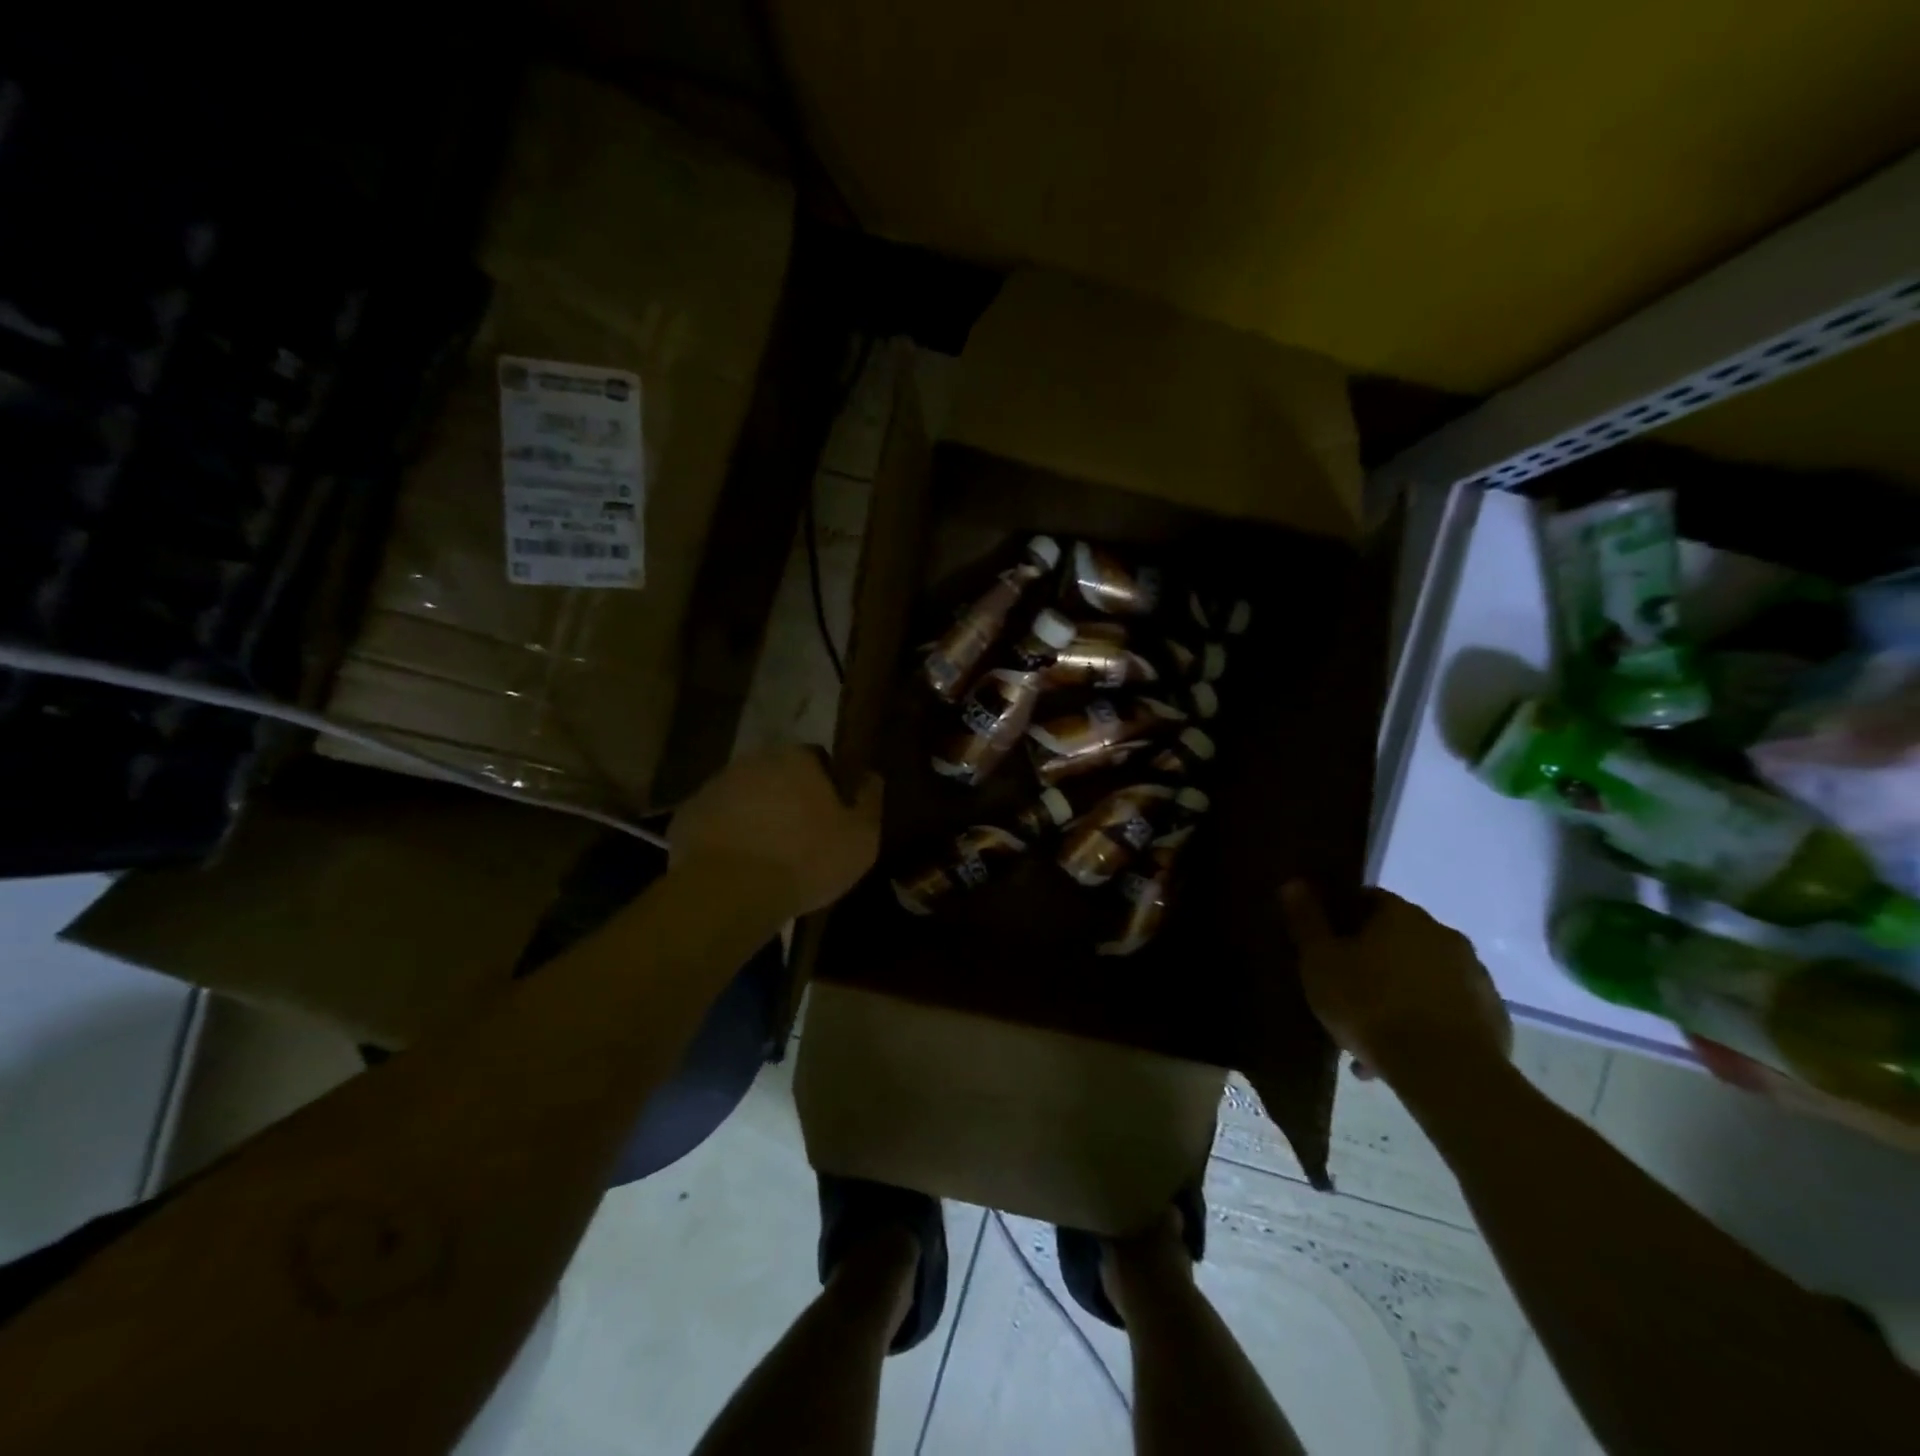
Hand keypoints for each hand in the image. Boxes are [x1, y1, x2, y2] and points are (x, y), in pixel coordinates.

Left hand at [671, 747, 882, 915]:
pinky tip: (735, 866)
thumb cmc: (806, 859)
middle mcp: (754, 761)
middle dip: (788, 797)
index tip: (830, 816)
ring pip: (744, 796)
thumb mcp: (861, 839)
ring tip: (765, 855)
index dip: (827, 786)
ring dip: (755, 815)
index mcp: (797, 758)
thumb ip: (870, 802)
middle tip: (799, 836)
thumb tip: (871, 777)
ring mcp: (715, 786)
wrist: (730, 892)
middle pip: (777, 775)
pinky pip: (715, 821)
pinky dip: (725, 836)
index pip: (818, 759)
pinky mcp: (686, 816)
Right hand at [1281, 883, 1510, 1084]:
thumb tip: (1294, 883)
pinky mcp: (1493, 1017)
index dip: (1344, 917)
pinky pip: (1448, 1010)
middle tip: (1344, 992)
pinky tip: (1402, 1053)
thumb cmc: (1370, 1005)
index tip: (1326, 943)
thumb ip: (1307, 921)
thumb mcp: (1320, 962)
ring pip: (1423, 977)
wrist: (1446, 1072)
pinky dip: (1425, 1022)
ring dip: (1398, 995)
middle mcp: (1443, 935)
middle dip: (1371, 961)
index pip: (1368, 899)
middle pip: (1398, 939)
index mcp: (1402, 915)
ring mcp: (1475, 976)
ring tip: (1369, 1035)